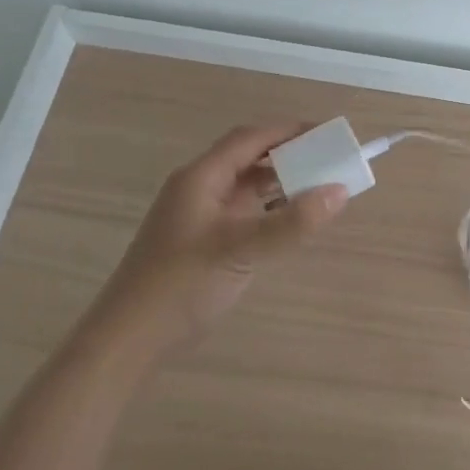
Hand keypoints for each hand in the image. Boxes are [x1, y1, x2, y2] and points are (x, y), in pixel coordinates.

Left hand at [92, 124, 346, 356]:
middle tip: (328, 159)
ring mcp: (199, 214)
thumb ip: (291, 222)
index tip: (326, 133)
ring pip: (246, 185)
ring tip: (318, 186)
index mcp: (201, 177)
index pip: (250, 138)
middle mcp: (199, 187)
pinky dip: (269, 208)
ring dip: (279, 182)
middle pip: (249, 157)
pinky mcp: (203, 240)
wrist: (129, 339)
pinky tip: (290, 220)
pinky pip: (243, 211)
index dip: (288, 131)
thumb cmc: (181, 284)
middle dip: (288, 154)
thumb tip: (340, 191)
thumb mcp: (240, 250)